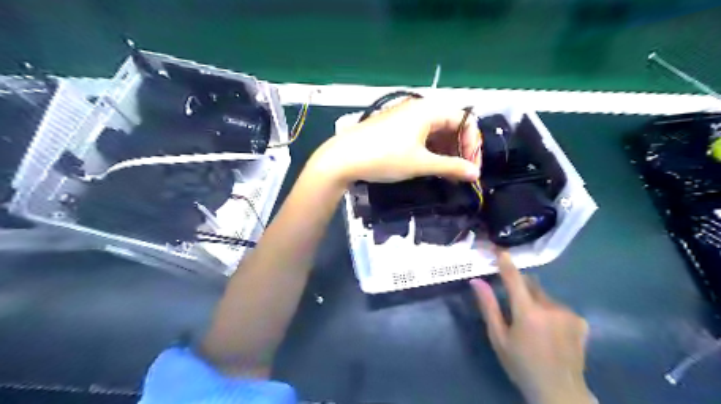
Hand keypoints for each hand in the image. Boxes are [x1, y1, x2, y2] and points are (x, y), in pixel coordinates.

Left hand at [309, 98, 477, 182]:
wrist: (343, 158)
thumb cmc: (385, 157)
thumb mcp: (421, 163)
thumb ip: (451, 167)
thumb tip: (475, 174)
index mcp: (429, 110)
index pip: (464, 120)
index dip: (472, 144)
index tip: (471, 167)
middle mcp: (419, 108)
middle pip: (451, 124)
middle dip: (459, 148)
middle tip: (460, 171)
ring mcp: (405, 117)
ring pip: (435, 131)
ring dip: (445, 150)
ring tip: (446, 172)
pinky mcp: (395, 127)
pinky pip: (421, 134)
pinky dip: (430, 148)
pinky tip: (429, 164)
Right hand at [472, 250, 594, 403]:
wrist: (559, 391)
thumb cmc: (521, 365)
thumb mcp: (499, 337)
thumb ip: (488, 306)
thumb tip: (476, 281)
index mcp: (527, 312)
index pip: (514, 278)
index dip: (505, 262)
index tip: (499, 249)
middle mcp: (550, 307)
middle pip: (531, 284)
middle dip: (520, 287)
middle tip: (514, 305)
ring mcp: (568, 313)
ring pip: (544, 295)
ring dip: (536, 301)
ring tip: (534, 324)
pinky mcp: (580, 320)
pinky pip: (558, 306)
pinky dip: (550, 310)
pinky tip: (550, 330)